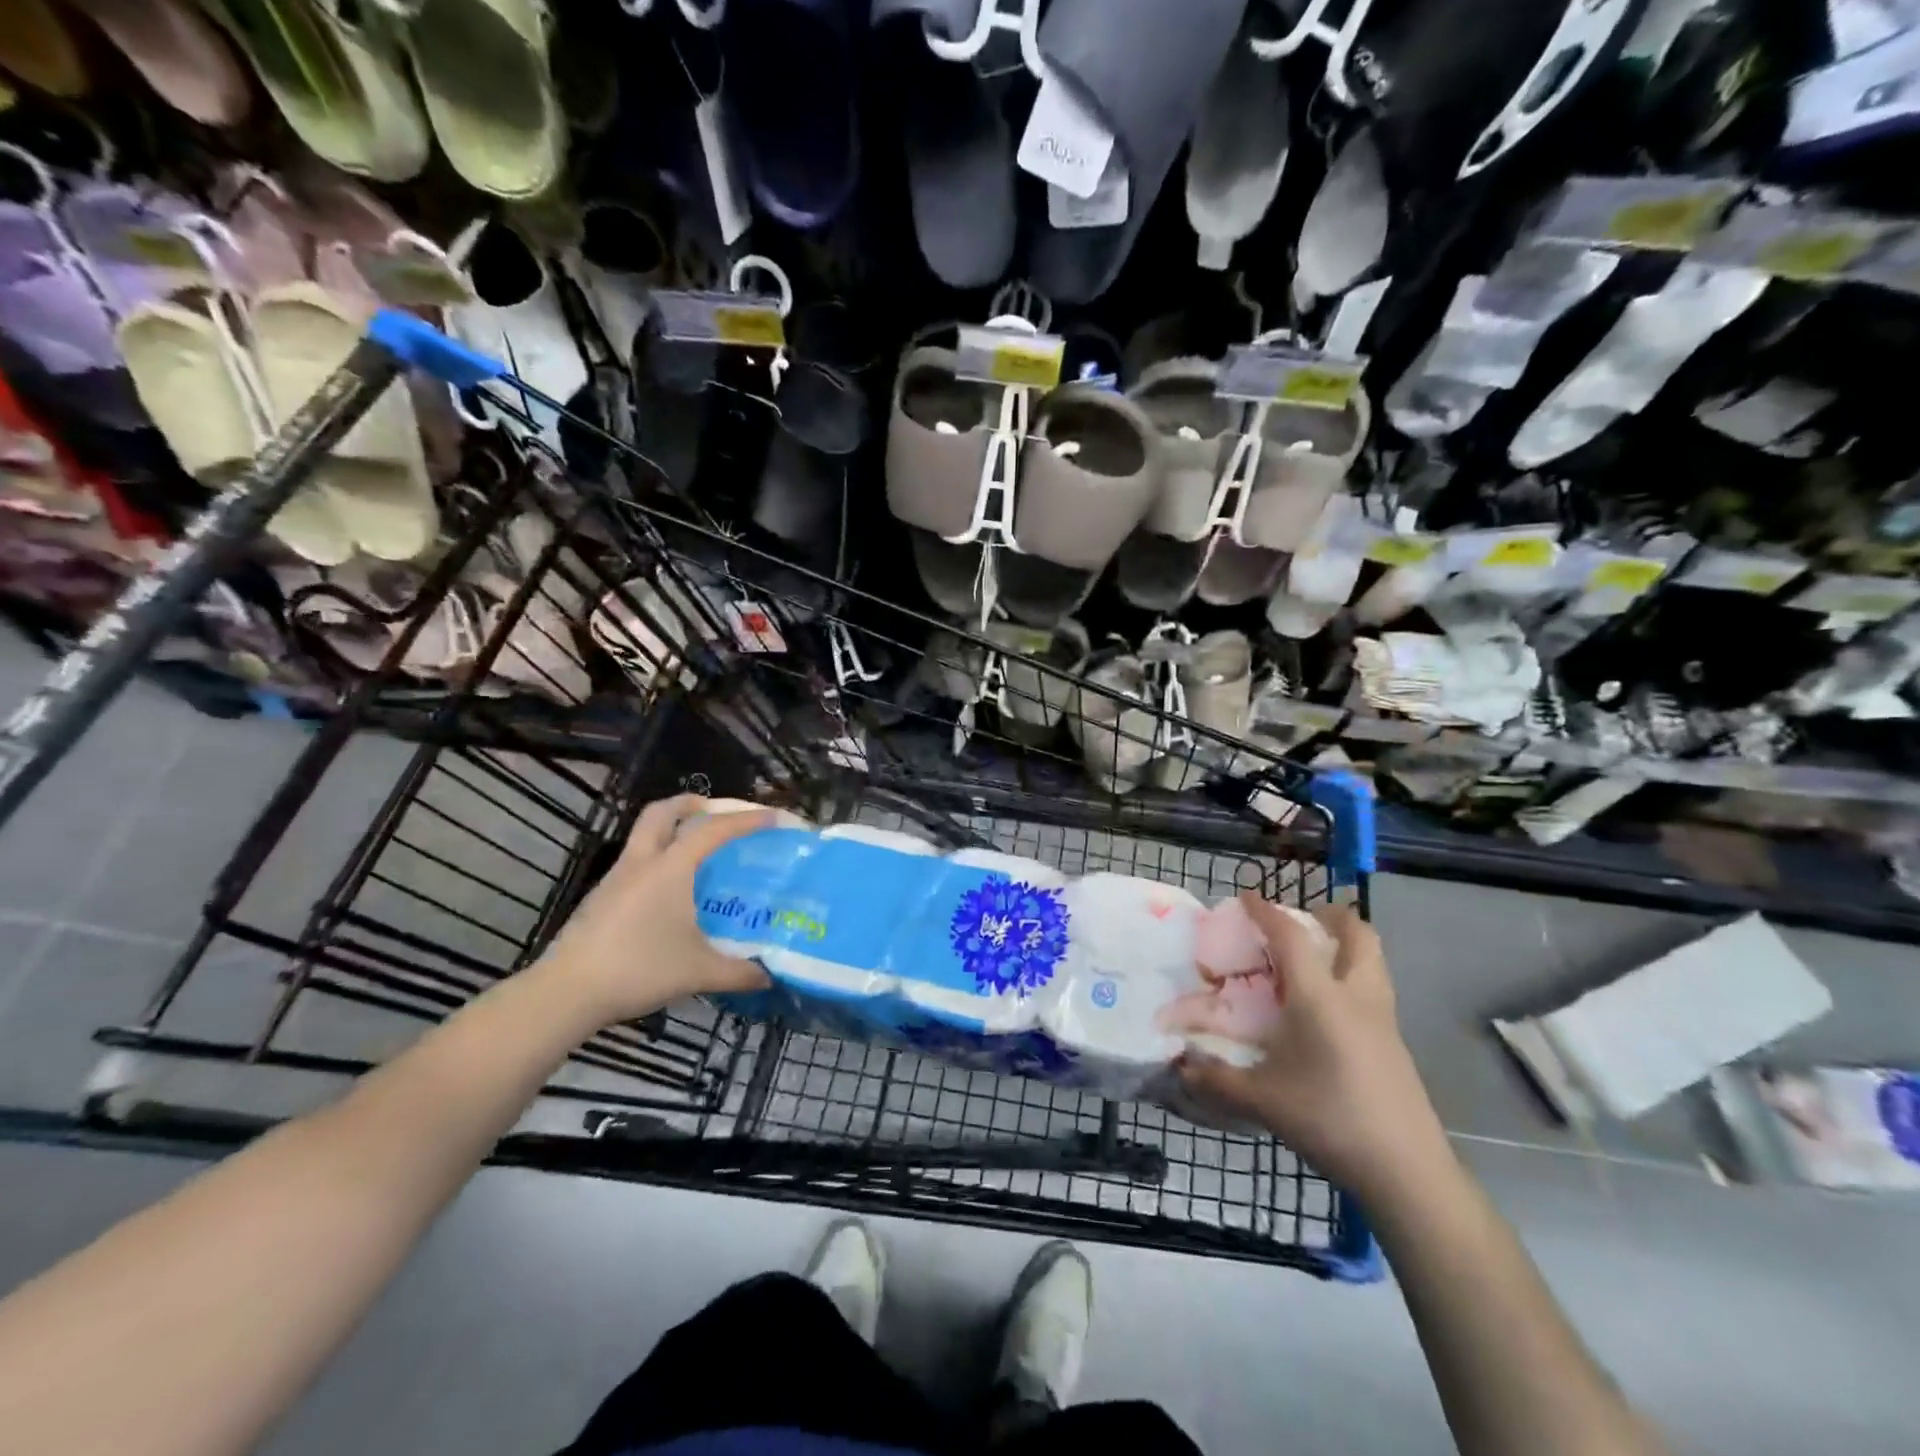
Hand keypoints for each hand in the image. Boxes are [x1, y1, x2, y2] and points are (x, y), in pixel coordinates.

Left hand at [537, 795, 772, 1026]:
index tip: (773, 817)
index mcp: (670, 869)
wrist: (566, 993)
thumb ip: (738, 971)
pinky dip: (657, 859)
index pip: (714, 830)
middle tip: (715, 811)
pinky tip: (669, 890)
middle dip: (690, 804)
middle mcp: (642, 863)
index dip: (746, 819)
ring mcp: (616, 879)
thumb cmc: (638, 969)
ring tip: (697, 851)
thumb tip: (769, 975)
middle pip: (662, 813)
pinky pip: (635, 861)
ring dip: (670, 830)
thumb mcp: (698, 972)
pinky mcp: (601, 898)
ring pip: (644, 835)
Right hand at [1179, 896, 1448, 1196]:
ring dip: (1347, 944)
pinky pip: (1375, 989)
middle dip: (1331, 916)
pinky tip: (1329, 1008)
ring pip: (1374, 960)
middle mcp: (1356, 997)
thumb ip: (1216, 1079)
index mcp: (1320, 998)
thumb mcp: (1263, 1100)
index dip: (1267, 912)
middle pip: (1357, 934)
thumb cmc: (1330, 1120)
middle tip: (1302, 920)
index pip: (1291, 937)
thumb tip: (1179, 1066)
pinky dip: (1353, 976)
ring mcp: (1383, 1020)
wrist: (1407, 1171)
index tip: (1246, 897)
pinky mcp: (1395, 1044)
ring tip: (1315, 957)